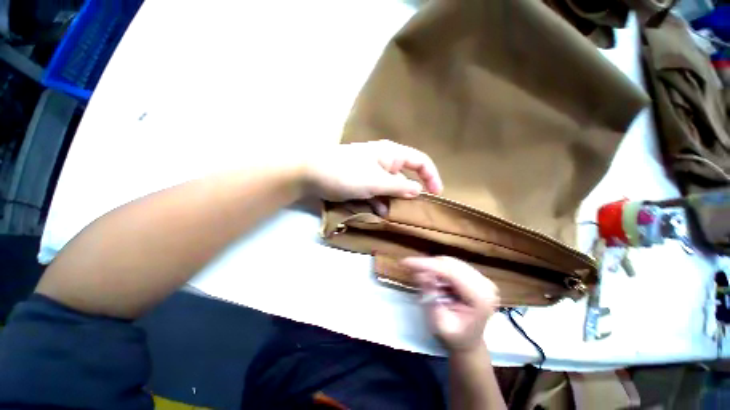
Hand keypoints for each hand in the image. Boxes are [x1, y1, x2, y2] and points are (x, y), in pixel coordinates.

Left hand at [302, 140, 442, 201]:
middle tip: (414, 212)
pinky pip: (378, 193)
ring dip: (393, 202)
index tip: (435, 195)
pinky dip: (380, 203)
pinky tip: (379, 213)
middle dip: (410, 194)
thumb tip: (418, 192)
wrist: (313, 173)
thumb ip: (399, 187)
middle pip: (405, 178)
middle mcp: (385, 162)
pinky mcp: (363, 183)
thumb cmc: (346, 173)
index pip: (420, 161)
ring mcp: (373, 173)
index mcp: (391, 154)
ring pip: (391, 189)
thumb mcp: (376, 182)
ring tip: (396, 216)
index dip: (431, 176)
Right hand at [401, 256, 499, 352]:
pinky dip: (438, 268)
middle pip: (450, 263)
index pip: (450, 272)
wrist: (468, 341)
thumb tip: (422, 274)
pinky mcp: (475, 276)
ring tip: (422, 277)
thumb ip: (431, 298)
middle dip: (427, 264)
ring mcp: (482, 278)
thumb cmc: (453, 337)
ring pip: (450, 262)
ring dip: (432, 267)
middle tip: (409, 268)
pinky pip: (452, 265)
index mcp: (480, 298)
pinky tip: (433, 278)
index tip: (405, 262)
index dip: (426, 264)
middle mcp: (485, 284)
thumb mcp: (438, 322)